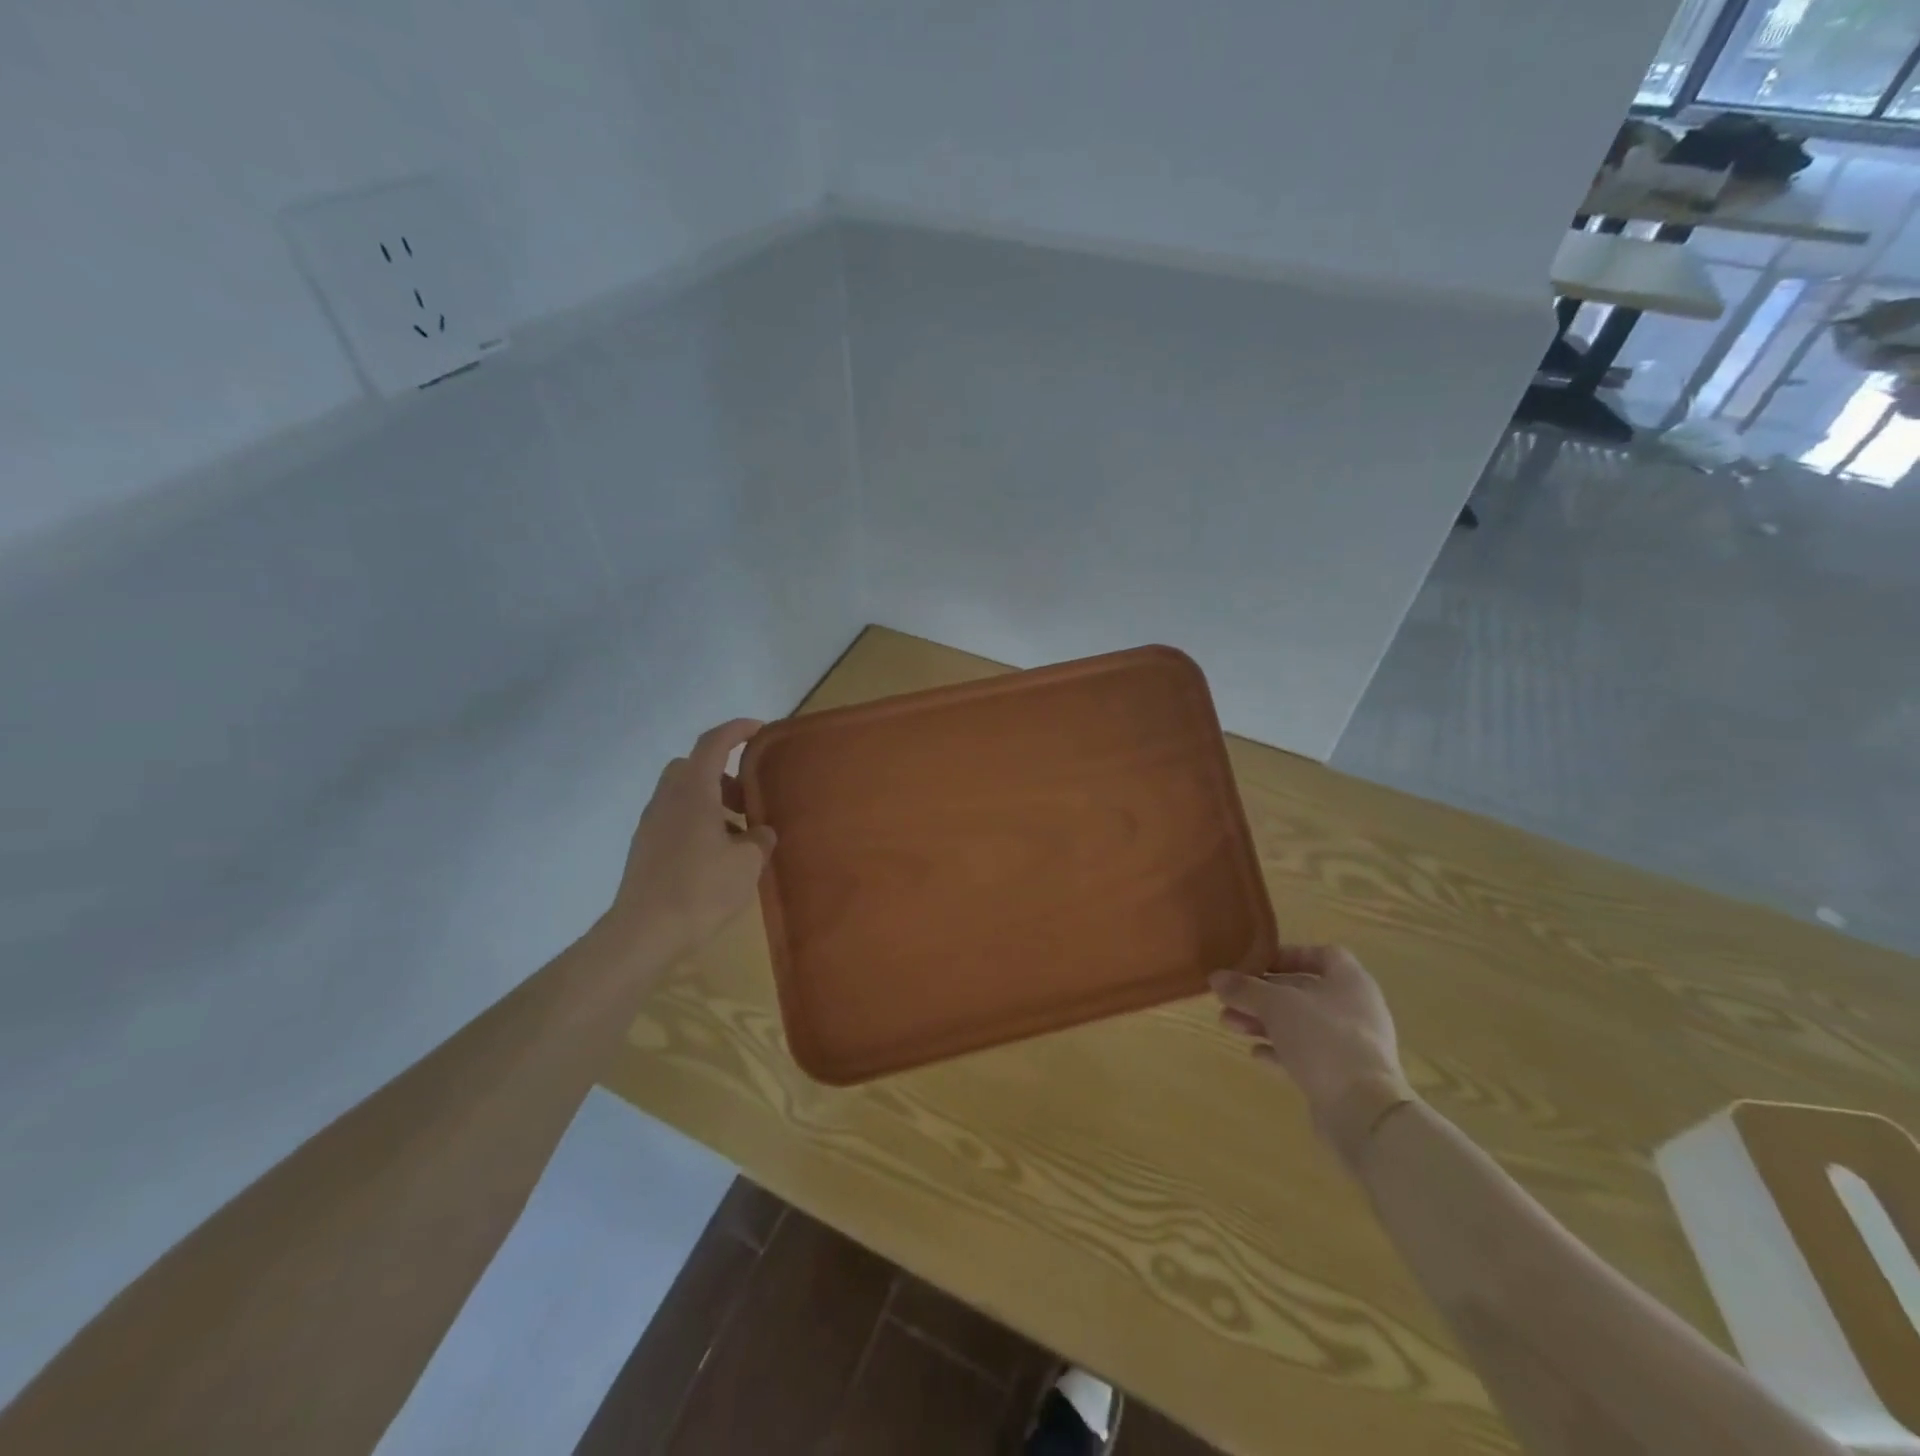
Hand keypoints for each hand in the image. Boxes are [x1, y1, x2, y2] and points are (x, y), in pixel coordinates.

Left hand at [603, 718, 776, 970]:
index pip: (713, 743)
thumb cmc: (701, 889)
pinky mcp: (645, 847)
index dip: (736, 730)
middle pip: (694, 767)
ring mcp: (651, 823)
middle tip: (748, 797)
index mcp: (693, 791)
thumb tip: (760, 831)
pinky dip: (698, 821)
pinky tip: (716, 855)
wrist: (644, 933)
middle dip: (724, 773)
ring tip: (738, 833)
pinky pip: (675, 818)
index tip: (759, 729)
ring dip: (711, 801)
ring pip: (683, 794)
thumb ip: (759, 839)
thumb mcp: (747, 863)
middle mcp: (667, 799)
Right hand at [1211, 945, 1414, 1170]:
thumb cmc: (1323, 1039)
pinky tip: (1254, 1053)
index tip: (1256, 964)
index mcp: (1350, 981)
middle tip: (1229, 997)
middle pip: (1303, 991)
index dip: (1288, 955)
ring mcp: (1350, 1044)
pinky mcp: (1342, 1075)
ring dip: (1263, 1021)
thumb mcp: (1276, 1005)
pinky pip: (1305, 1053)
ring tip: (1227, 1023)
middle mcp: (1354, 1008)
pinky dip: (1279, 1050)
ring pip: (1300, 1023)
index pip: (1322, 955)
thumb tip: (1215, 977)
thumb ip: (1245, 989)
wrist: (1362, 1111)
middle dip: (1262, 993)